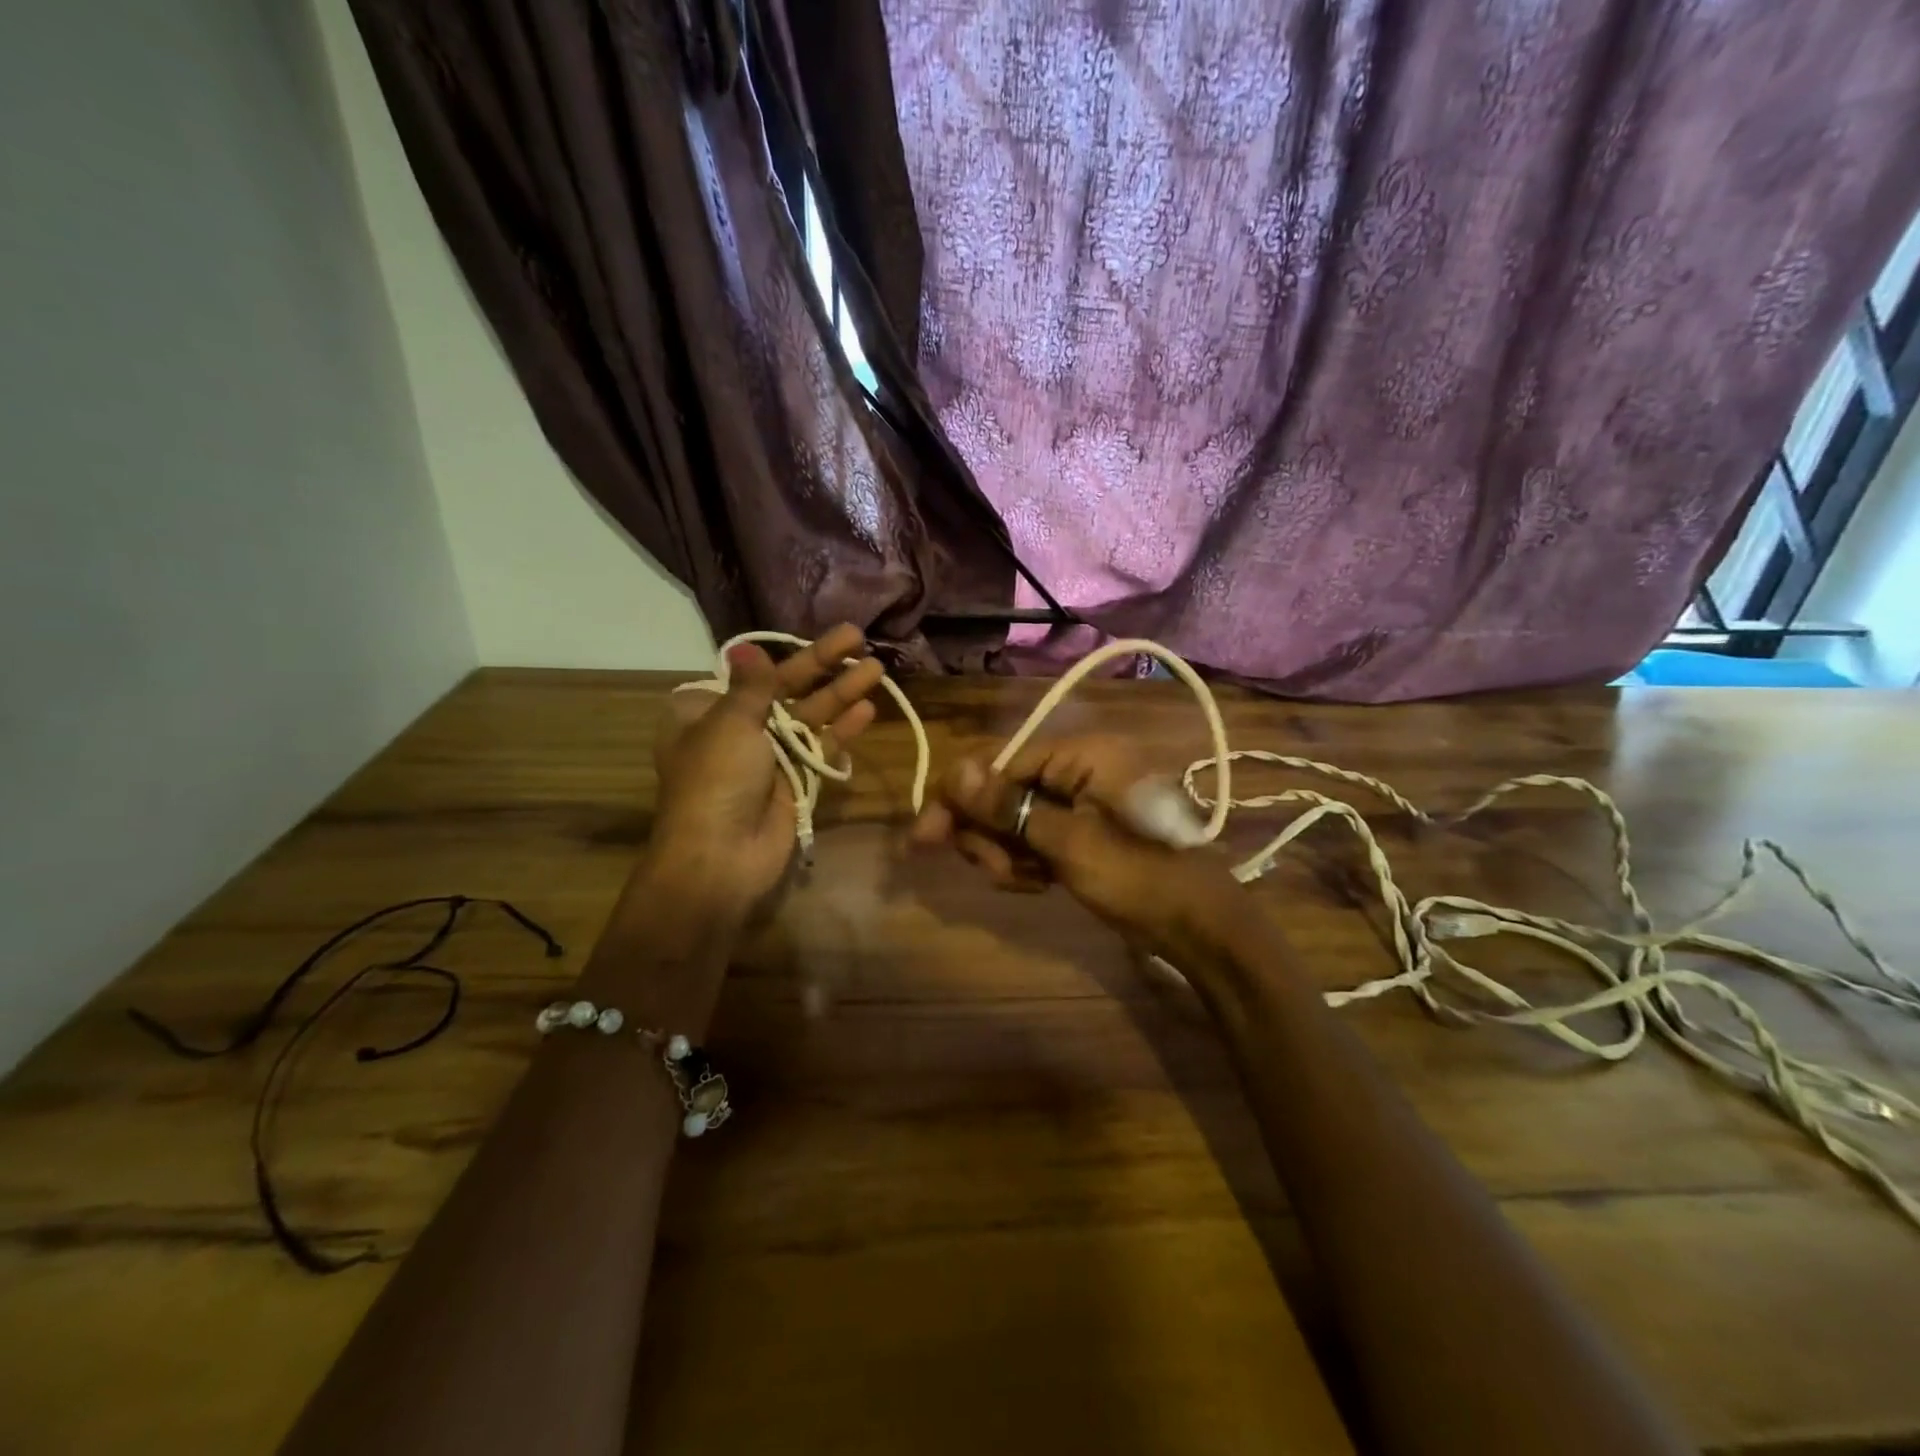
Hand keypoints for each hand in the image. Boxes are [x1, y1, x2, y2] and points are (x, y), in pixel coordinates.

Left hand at [645, 624, 885, 923]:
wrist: (722, 857)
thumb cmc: (717, 780)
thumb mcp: (729, 722)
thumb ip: (752, 686)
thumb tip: (747, 648)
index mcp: (706, 713)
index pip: (752, 675)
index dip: (786, 656)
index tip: (816, 635)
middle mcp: (738, 731)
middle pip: (786, 691)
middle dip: (823, 666)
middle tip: (858, 637)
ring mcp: (770, 758)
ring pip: (809, 717)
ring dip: (841, 693)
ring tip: (876, 668)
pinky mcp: (796, 782)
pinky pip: (821, 749)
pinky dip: (841, 730)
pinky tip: (867, 709)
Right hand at [909, 734, 1242, 954]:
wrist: (1201, 927)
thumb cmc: (1138, 876)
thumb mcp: (1067, 842)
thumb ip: (1008, 807)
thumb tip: (954, 770)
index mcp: (1081, 754)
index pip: (1000, 762)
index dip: (959, 798)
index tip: (924, 838)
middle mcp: (1079, 768)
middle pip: (1004, 790)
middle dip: (990, 832)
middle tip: (995, 871)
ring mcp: (1082, 802)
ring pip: (1016, 818)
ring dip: (1007, 852)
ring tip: (1027, 883)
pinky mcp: (1083, 831)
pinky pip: (1036, 837)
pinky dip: (1028, 861)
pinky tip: (1038, 885)